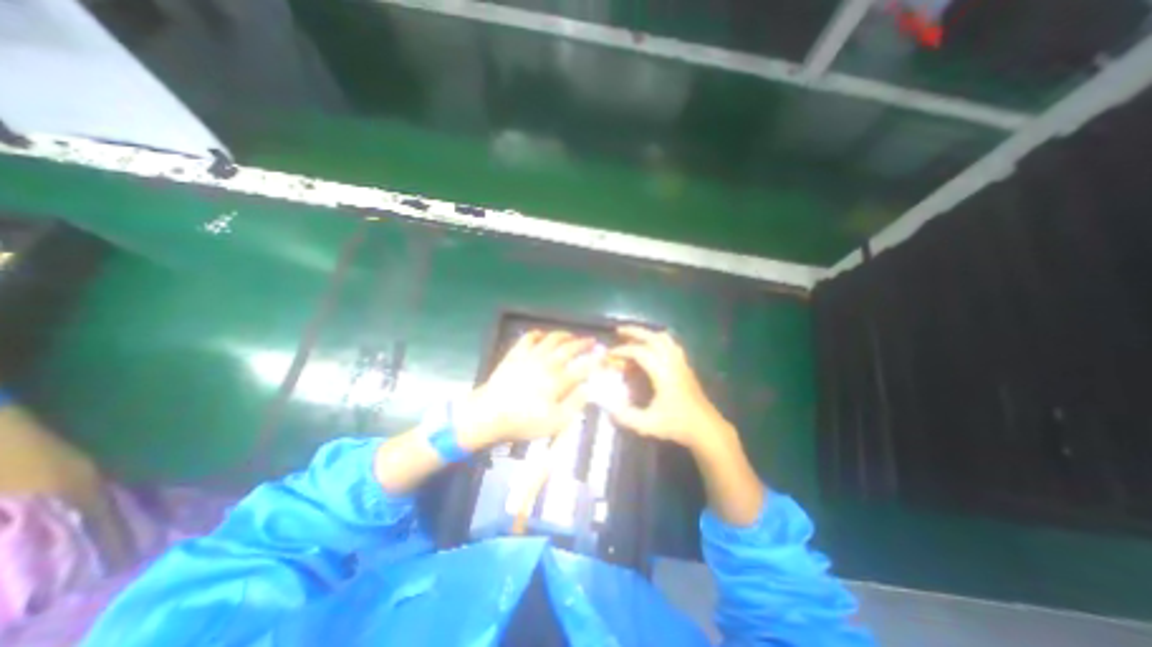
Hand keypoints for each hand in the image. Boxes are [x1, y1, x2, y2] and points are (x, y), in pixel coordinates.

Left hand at [454, 329, 592, 449]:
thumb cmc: (523, 421)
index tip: (604, 355)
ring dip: (564, 335)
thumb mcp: (554, 423)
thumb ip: (574, 405)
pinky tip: (542, 335)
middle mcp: (546, 363)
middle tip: (592, 341)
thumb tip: (587, 389)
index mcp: (557, 380)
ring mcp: (530, 356)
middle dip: (583, 343)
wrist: (489, 414)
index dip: (595, 360)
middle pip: (569, 348)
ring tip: (571, 335)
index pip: (582, 366)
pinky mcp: (515, 354)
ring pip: (551, 339)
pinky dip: (538, 334)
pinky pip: (528, 338)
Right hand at [607, 324, 731, 453]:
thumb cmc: (677, 425)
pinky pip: (671, 345)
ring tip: (634, 337)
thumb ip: (626, 416)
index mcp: (663, 374)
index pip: (641, 352)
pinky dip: (658, 340)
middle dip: (635, 332)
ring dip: (648, 334)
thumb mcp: (648, 424)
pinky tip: (651, 347)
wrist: (706, 428)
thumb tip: (608, 408)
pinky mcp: (685, 366)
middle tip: (619, 330)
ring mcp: (681, 363)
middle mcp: (673, 363)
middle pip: (654, 338)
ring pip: (665, 339)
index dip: (623, 351)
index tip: (610, 354)